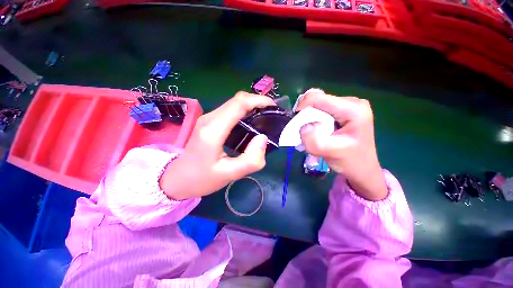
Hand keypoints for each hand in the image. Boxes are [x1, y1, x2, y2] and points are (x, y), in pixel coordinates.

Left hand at [160, 92, 275, 199]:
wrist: (178, 178)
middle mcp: (209, 119)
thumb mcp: (229, 175)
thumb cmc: (202, 179)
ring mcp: (208, 118)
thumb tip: (263, 138)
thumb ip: (250, 159)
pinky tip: (251, 122)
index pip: (239, 104)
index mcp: (213, 130)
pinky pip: (230, 110)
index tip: (274, 108)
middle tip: (272, 115)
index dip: (259, 100)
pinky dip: (244, 111)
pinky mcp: (209, 122)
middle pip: (237, 100)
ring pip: (234, 103)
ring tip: (264, 118)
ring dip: (251, 106)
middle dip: (258, 102)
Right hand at [297, 89, 386, 200]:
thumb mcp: (331, 153)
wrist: (362, 168)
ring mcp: (347, 105)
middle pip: (317, 100)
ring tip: (313, 133)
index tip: (297, 124)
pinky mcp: (342, 110)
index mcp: (353, 109)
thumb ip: (314, 141)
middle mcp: (351, 102)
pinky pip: (320, 110)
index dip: (302, 108)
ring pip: (317, 105)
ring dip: (309, 119)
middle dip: (306, 116)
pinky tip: (317, 131)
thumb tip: (303, 127)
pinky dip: (313, 120)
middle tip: (306, 132)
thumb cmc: (351, 162)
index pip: (317, 98)